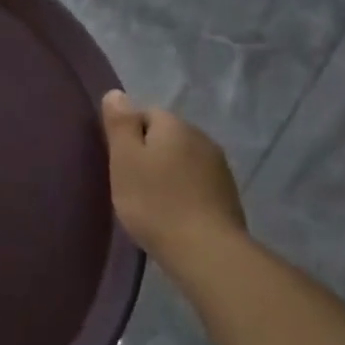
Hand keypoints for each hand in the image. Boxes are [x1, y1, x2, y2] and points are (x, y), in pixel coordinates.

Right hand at [101, 91, 246, 264]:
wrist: (205, 250)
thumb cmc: (155, 202)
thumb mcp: (124, 159)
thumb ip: (120, 124)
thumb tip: (117, 93)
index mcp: (175, 125)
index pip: (145, 113)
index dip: (127, 136)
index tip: (118, 163)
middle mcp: (201, 137)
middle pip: (166, 136)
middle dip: (148, 153)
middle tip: (130, 183)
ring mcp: (219, 167)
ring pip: (183, 159)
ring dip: (167, 172)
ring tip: (151, 201)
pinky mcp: (227, 194)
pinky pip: (196, 182)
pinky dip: (183, 191)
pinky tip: (173, 213)